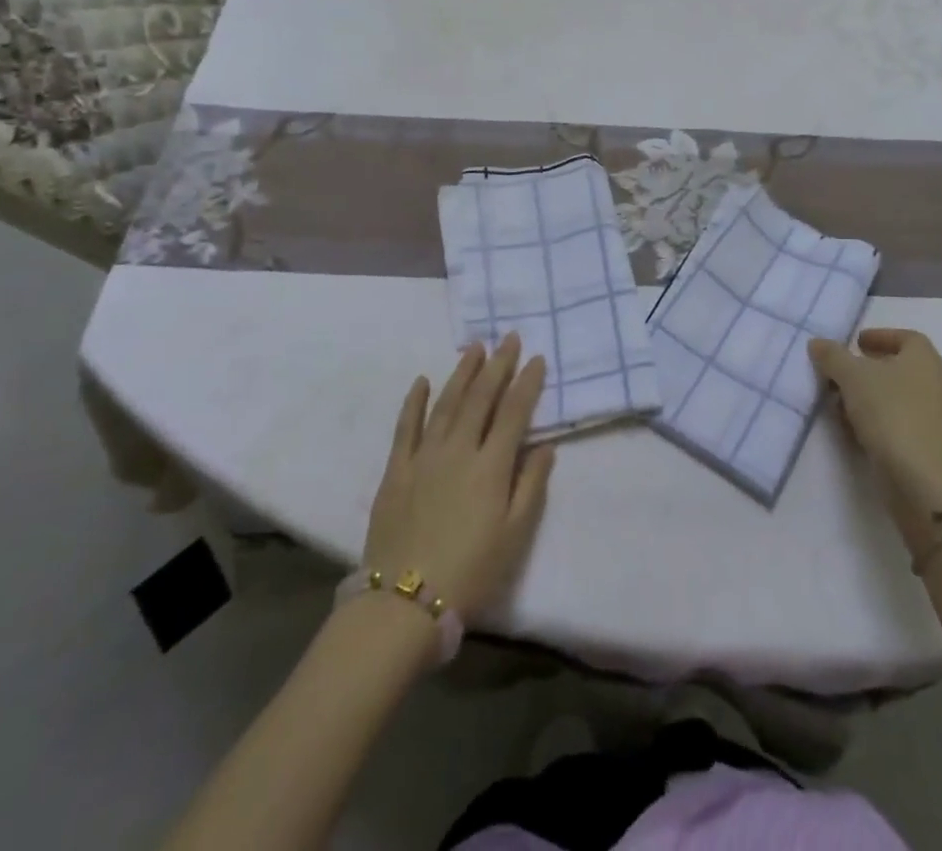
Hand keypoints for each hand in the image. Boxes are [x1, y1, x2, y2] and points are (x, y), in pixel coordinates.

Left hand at [362, 334, 554, 622]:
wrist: (403, 603)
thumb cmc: (471, 571)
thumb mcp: (515, 534)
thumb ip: (531, 485)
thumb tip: (545, 445)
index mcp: (491, 465)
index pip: (513, 412)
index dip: (527, 383)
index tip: (537, 358)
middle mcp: (458, 449)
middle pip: (481, 397)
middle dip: (497, 365)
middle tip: (508, 338)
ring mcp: (424, 456)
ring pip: (446, 403)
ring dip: (462, 373)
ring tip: (474, 348)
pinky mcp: (396, 470)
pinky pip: (405, 427)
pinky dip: (414, 401)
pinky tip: (421, 381)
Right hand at [810, 328, 941, 553]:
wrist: (923, 481)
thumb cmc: (890, 414)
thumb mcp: (852, 377)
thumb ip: (833, 356)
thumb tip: (817, 343)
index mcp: (924, 359)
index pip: (906, 337)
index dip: (880, 336)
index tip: (856, 343)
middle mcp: (936, 383)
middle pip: (900, 368)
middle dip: (868, 369)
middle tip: (841, 373)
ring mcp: (936, 418)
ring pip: (897, 397)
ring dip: (869, 397)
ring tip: (840, 404)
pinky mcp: (930, 447)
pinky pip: (900, 423)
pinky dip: (877, 421)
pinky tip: (855, 431)